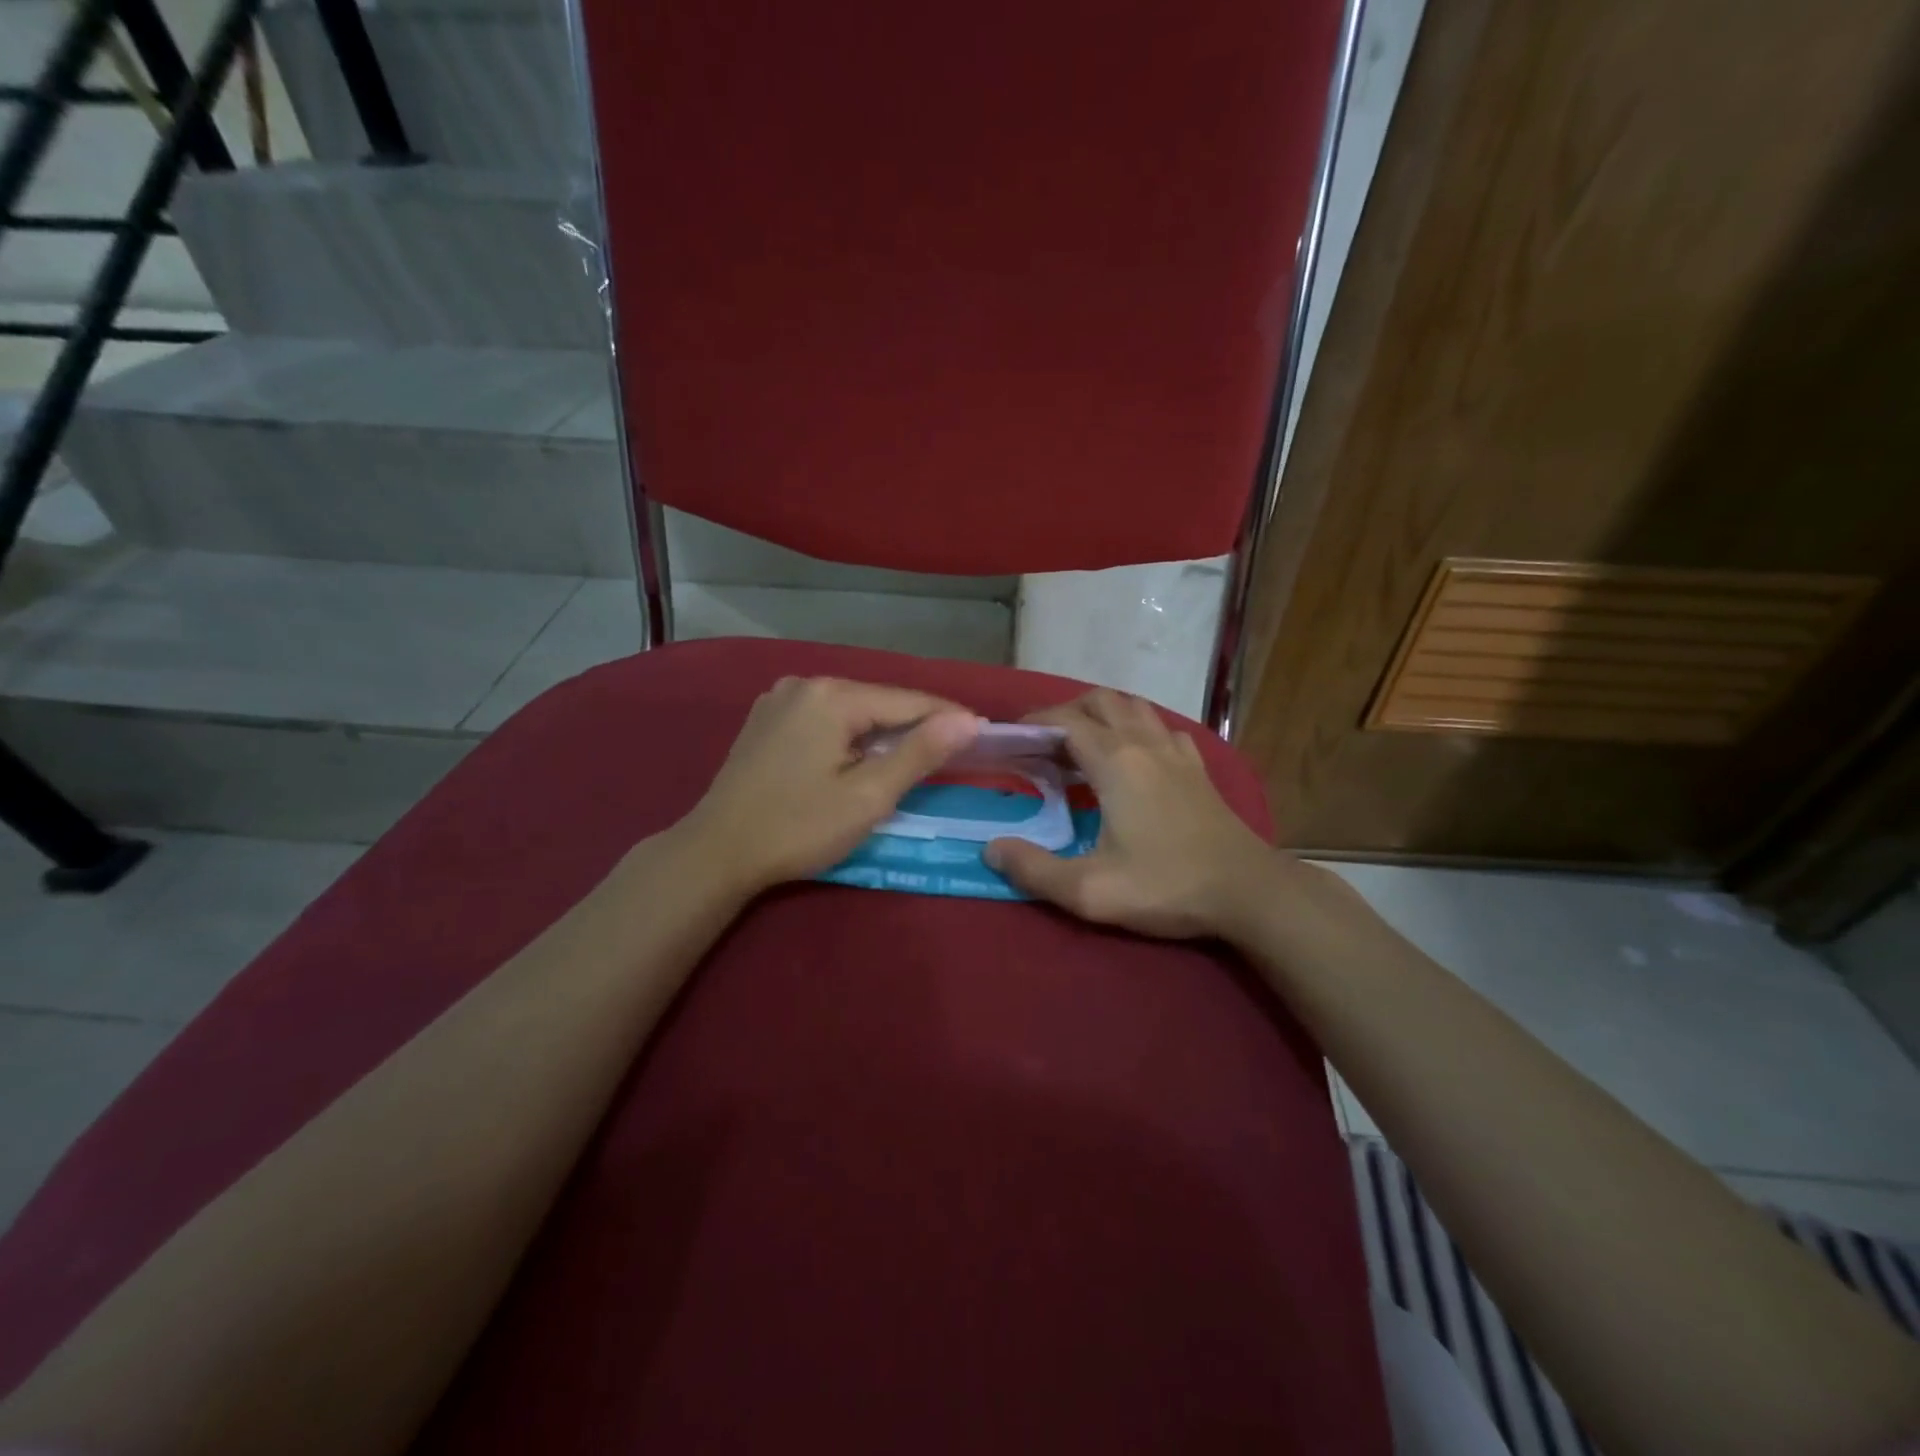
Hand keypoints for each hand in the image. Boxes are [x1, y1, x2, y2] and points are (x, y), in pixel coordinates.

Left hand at [675, 676, 981, 896]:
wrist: (716, 852)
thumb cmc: (798, 827)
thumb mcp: (868, 797)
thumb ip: (919, 754)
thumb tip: (968, 722)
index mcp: (832, 696)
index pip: (908, 701)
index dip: (948, 719)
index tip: (983, 735)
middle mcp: (805, 684)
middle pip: (878, 701)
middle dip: (915, 725)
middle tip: (953, 751)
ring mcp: (780, 699)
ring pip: (851, 709)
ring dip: (883, 730)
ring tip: (915, 755)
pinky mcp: (766, 719)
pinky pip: (824, 718)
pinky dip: (850, 734)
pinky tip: (861, 756)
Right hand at [984, 689, 1280, 938]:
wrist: (1248, 891)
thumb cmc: (1166, 886)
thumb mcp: (1089, 890)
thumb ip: (1034, 870)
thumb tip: (991, 848)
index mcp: (1115, 762)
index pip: (1065, 720)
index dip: (1033, 722)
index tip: (1011, 738)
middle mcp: (1145, 744)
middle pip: (1100, 701)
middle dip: (1066, 711)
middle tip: (1044, 744)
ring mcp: (1177, 752)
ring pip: (1134, 708)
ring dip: (1103, 715)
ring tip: (1083, 746)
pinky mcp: (1198, 768)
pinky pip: (1162, 728)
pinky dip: (1138, 730)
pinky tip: (1134, 759)